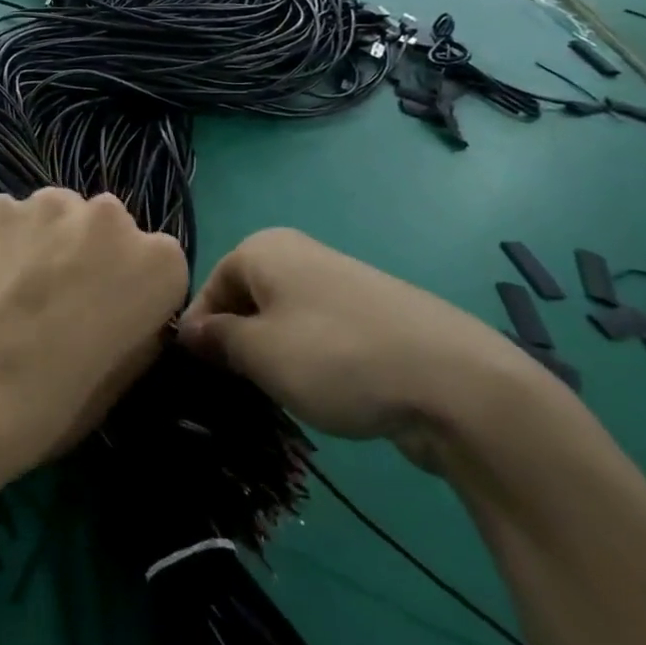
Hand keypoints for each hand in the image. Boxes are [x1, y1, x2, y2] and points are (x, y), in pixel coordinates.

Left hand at [0, 189, 188, 491]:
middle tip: (58, 299)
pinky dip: (0, 240)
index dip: (130, 291)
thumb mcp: (123, 377)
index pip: (156, 263)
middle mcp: (111, 217)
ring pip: (55, 214)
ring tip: (14, 288)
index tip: (106, 318)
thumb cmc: (58, 399)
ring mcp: (50, 204)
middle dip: (89, 254)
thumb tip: (119, 312)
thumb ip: (135, 327)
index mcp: (160, 262)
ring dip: (45, 240)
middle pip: (105, 228)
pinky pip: (8, 219)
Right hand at [178, 229, 538, 468]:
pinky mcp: (371, 314)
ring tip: (283, 396)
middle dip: (237, 345)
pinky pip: (319, 333)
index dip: (198, 333)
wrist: (455, 381)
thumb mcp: (258, 353)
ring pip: (282, 320)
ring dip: (273, 356)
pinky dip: (310, 360)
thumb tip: (190, 332)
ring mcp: (339, 282)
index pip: (209, 288)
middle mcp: (298, 253)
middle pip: (245, 301)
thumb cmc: (335, 356)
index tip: (200, 378)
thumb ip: (216, 339)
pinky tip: (325, 393)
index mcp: (263, 248)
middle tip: (240, 390)